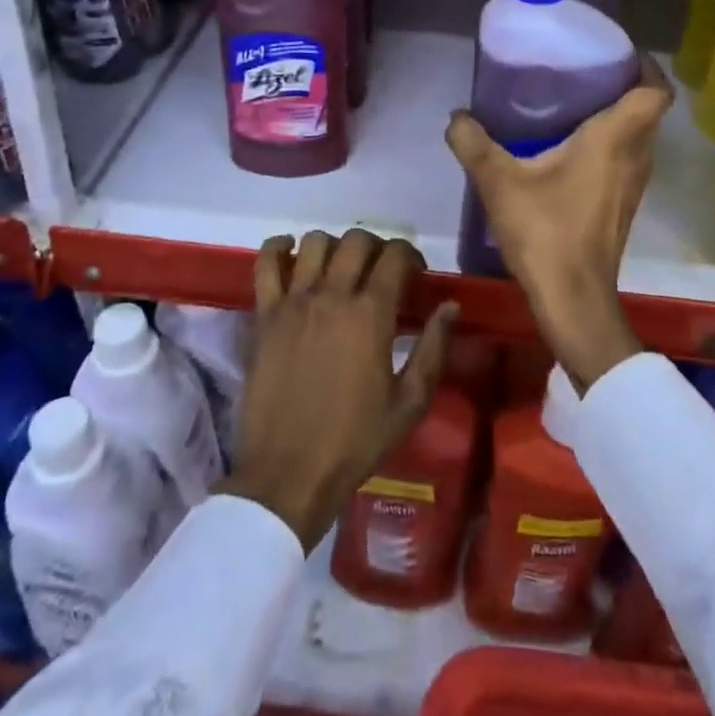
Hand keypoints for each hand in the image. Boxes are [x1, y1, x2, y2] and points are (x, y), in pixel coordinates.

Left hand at [219, 229, 457, 552]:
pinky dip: (277, 248)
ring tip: (339, 267)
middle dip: (376, 246)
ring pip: (314, 243)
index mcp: (371, 314)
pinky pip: (265, 264)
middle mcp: (333, 295)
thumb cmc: (355, 442)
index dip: (411, 255)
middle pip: (356, 240)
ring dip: (333, 246)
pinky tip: (290, 253)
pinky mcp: (264, 315)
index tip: (415, 273)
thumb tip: (450, 306)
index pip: (395, 256)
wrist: (288, 474)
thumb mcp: (409, 403)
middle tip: (380, 270)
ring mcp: (294, 302)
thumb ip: (433, 348)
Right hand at [445, 57, 673, 391]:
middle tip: (586, 72)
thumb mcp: (498, 181)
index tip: (618, 53)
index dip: (646, 66)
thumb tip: (457, 116)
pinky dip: (611, 144)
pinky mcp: (624, 205)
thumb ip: (473, 143)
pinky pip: (628, 159)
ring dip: (619, 117)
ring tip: (577, 104)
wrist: (574, 298)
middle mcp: (635, 157)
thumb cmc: (545, 231)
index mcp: (614, 139)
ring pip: (640, 137)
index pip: (655, 92)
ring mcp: (634, 184)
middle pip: (648, 111)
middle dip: (625, 86)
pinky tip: (571, 149)